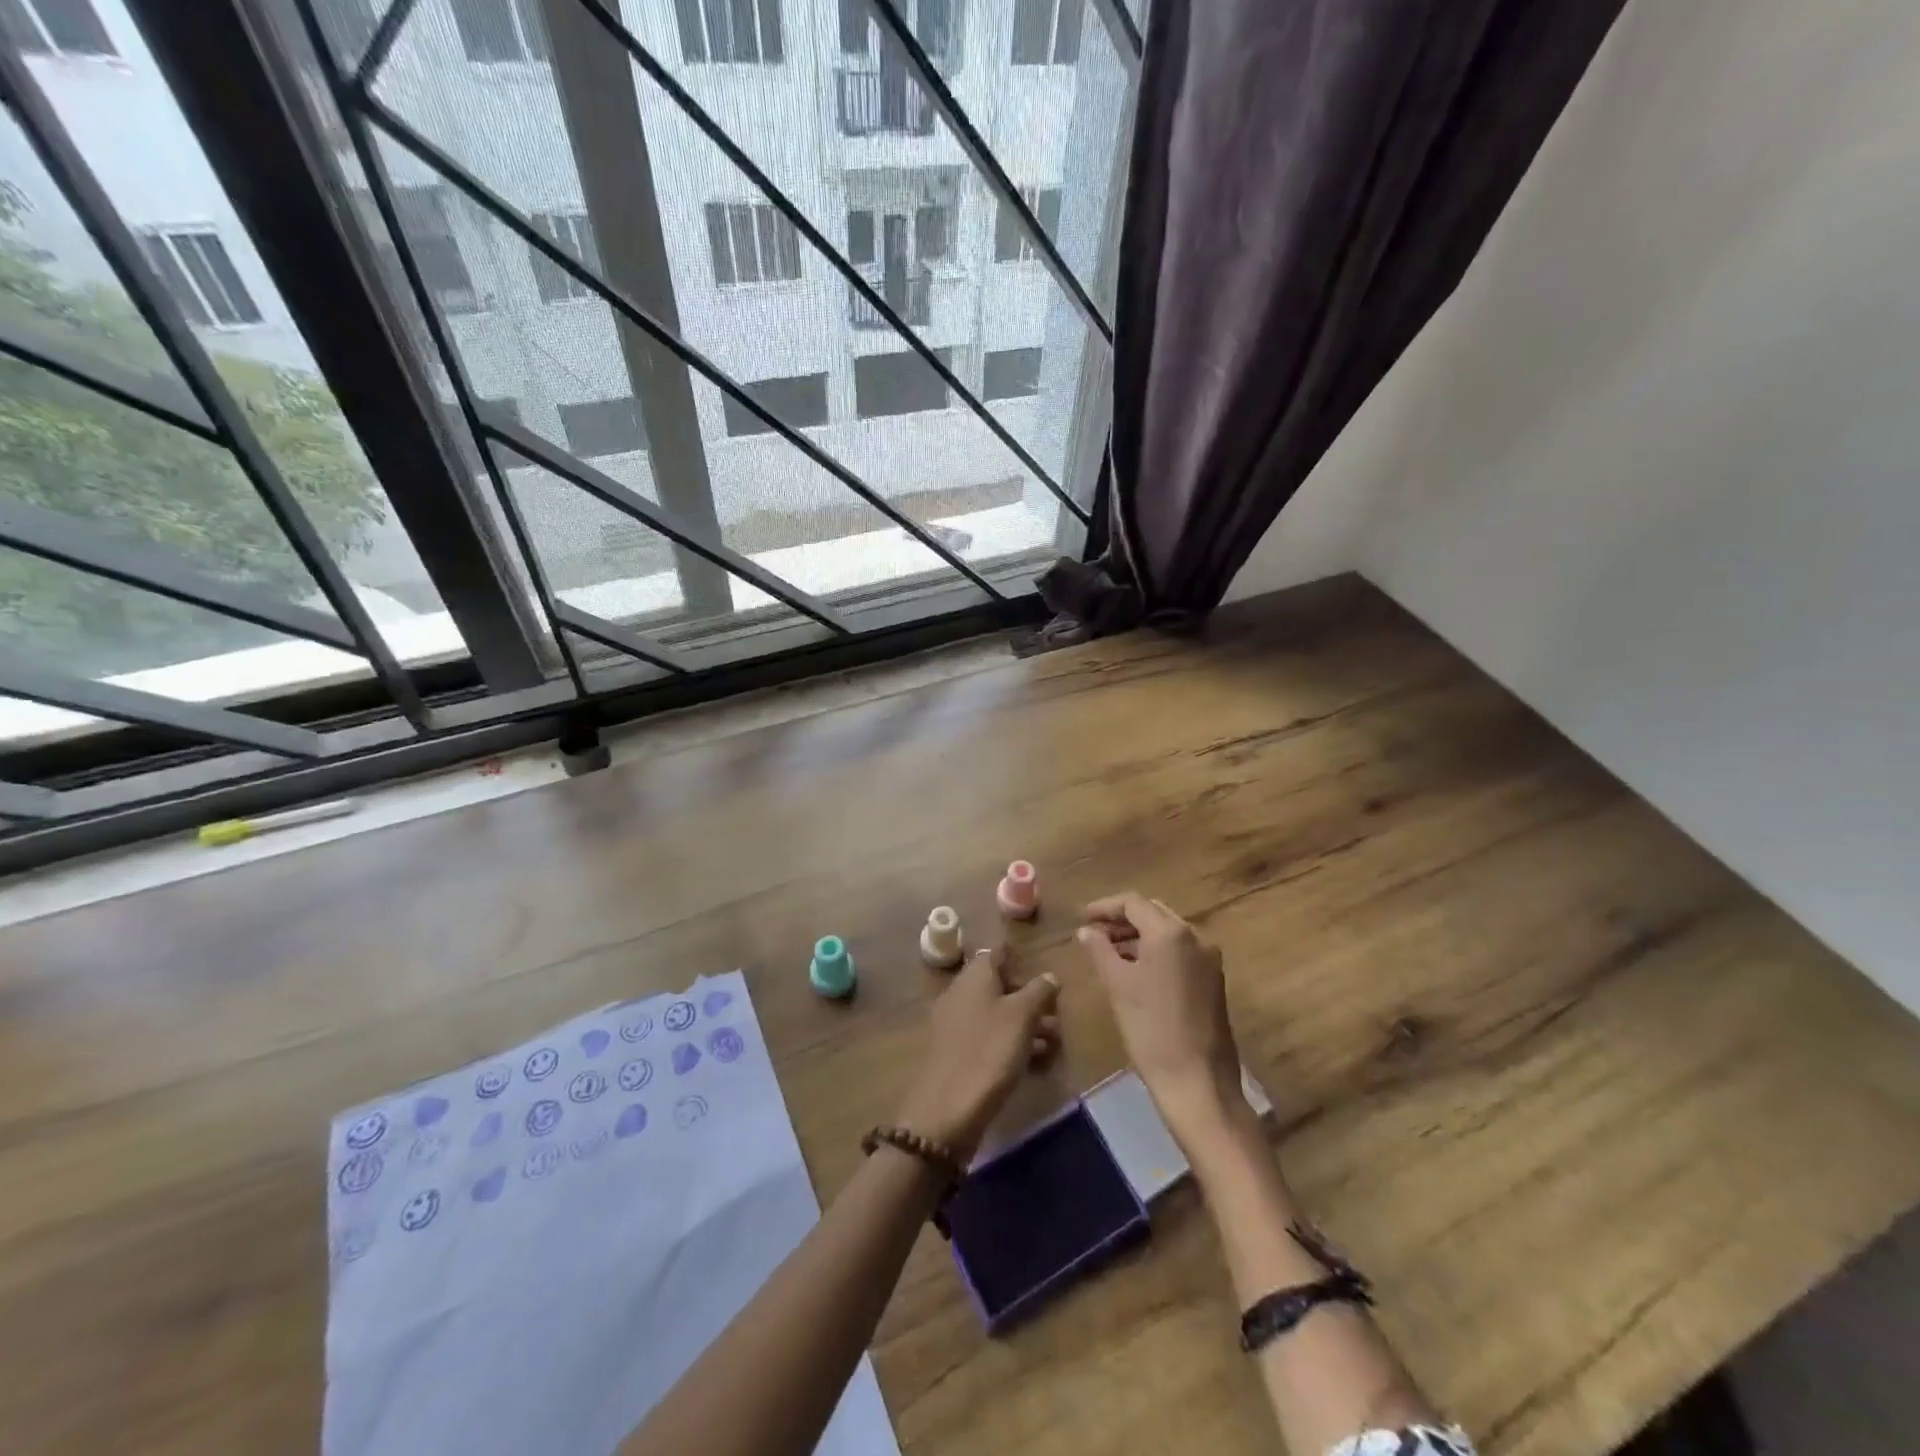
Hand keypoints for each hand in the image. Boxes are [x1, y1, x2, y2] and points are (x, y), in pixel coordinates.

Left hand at [894, 948, 1060, 1160]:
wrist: (946, 1110)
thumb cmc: (989, 1051)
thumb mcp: (1022, 1017)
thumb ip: (1038, 991)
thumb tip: (1049, 976)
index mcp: (974, 976)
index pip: (996, 954)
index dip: (1018, 958)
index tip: (1041, 969)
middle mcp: (960, 993)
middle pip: (998, 985)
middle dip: (1028, 998)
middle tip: (1055, 1014)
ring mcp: (955, 1024)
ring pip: (995, 1014)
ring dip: (1024, 1024)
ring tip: (1053, 1042)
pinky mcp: (955, 1053)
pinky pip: (987, 1038)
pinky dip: (1010, 1043)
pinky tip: (1033, 1061)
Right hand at [1076, 893, 1245, 1150]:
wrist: (1198, 1082)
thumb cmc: (1151, 1029)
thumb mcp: (1118, 985)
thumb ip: (1100, 950)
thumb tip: (1087, 931)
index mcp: (1171, 932)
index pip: (1133, 903)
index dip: (1104, 907)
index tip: (1081, 918)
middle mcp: (1196, 937)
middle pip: (1153, 913)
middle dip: (1122, 919)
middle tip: (1093, 932)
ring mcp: (1209, 959)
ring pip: (1168, 932)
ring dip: (1138, 935)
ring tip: (1108, 951)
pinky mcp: (1213, 981)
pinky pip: (1180, 952)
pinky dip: (1155, 952)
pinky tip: (1135, 969)